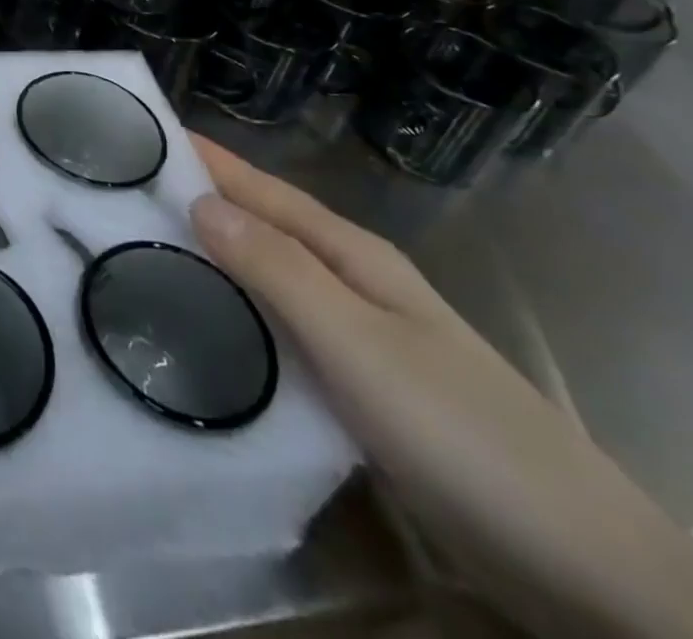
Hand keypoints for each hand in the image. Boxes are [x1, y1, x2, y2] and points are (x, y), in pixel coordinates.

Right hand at [186, 134, 692, 638]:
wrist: (575, 558)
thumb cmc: (455, 428)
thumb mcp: (356, 340)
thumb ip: (276, 268)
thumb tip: (198, 199)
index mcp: (350, 253)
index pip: (260, 187)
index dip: (204, 158)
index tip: (140, 133)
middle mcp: (349, 280)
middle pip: (260, 224)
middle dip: (195, 200)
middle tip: (118, 193)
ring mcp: (355, 332)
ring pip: (265, 275)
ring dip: (210, 255)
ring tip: (140, 248)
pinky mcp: (354, 382)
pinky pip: (277, 324)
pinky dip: (235, 308)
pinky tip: (204, 323)